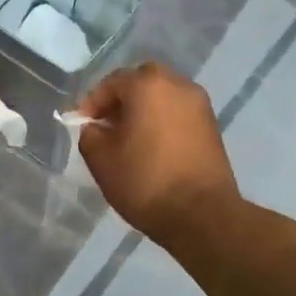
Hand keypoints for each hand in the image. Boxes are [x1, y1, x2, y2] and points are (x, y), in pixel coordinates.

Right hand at [78, 62, 238, 241]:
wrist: (201, 215)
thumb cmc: (145, 181)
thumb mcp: (101, 159)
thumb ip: (90, 135)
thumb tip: (95, 128)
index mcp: (148, 86)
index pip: (112, 82)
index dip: (92, 102)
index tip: (82, 124)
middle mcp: (178, 85)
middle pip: (142, 81)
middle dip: (121, 99)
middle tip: (107, 124)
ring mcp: (200, 105)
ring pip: (163, 95)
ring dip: (143, 109)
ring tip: (128, 137)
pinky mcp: (212, 126)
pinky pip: (178, 112)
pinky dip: (162, 120)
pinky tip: (151, 146)